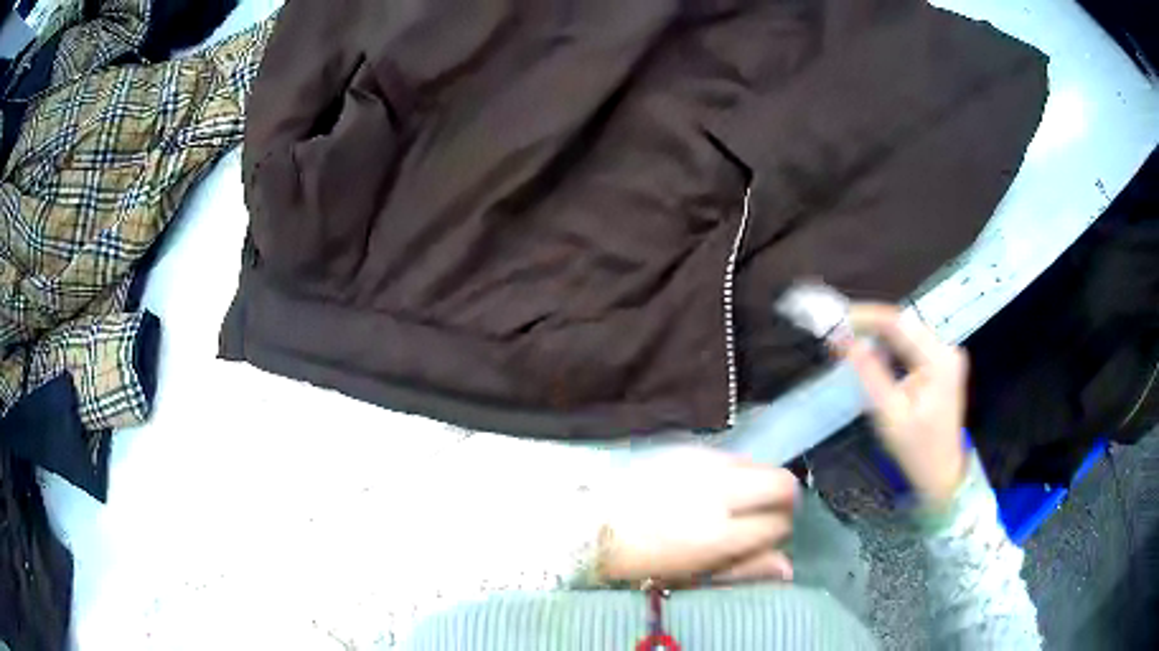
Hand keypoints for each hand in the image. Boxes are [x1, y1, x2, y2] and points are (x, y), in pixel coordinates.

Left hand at [595, 448, 797, 585]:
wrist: (591, 523)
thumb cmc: (641, 562)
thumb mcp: (694, 577)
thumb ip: (745, 570)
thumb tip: (788, 568)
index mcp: (717, 534)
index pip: (777, 524)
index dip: (777, 533)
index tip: (763, 540)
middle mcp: (718, 491)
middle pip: (782, 482)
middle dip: (783, 500)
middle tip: (766, 515)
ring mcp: (703, 463)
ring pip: (759, 464)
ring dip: (757, 483)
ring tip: (734, 502)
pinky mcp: (687, 448)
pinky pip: (731, 456)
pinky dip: (734, 471)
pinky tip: (711, 488)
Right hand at [842, 303, 969, 509]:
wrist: (942, 474)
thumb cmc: (917, 450)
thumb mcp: (890, 414)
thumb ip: (870, 373)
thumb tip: (846, 341)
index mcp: (939, 359)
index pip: (899, 323)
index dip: (866, 317)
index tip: (837, 319)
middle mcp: (945, 349)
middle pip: (904, 324)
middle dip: (870, 326)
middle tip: (838, 332)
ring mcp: (945, 356)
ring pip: (906, 333)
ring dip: (878, 336)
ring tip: (849, 343)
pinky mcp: (940, 365)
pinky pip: (911, 346)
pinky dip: (889, 348)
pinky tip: (872, 357)